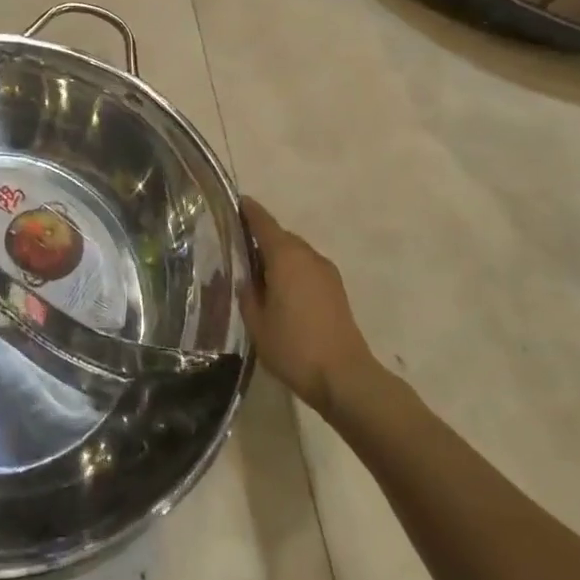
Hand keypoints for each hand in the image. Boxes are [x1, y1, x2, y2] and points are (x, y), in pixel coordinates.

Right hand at [239, 198, 373, 419]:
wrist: (345, 377)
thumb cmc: (294, 347)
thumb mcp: (256, 321)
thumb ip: (247, 293)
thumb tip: (246, 277)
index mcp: (285, 256)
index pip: (262, 222)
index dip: (248, 211)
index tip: (235, 202)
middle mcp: (308, 255)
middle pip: (280, 236)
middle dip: (260, 237)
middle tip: (237, 248)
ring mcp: (326, 272)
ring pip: (295, 253)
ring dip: (277, 256)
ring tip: (257, 274)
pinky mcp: (336, 289)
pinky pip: (307, 268)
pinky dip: (291, 270)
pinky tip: (280, 291)